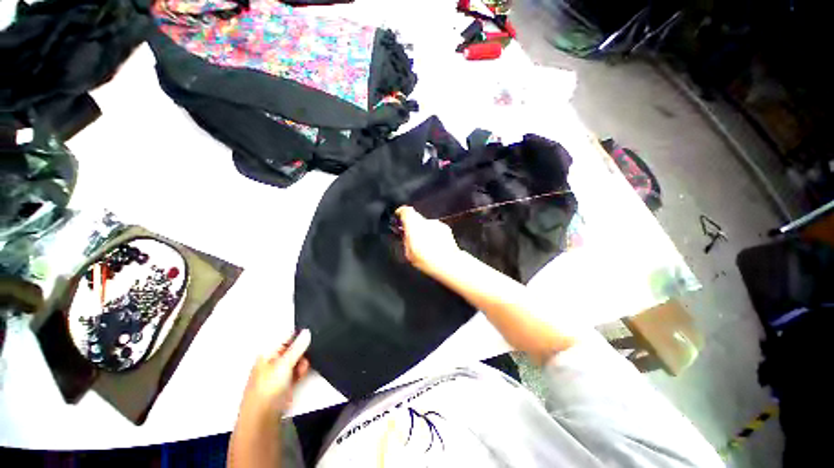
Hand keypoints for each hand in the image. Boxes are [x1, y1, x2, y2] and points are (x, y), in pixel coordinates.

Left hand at [237, 329, 310, 422]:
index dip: (299, 334)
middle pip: (293, 348)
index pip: (286, 337)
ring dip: (302, 362)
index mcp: (268, 353)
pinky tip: (302, 375)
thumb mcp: (284, 364)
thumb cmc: (268, 389)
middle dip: (302, 350)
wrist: (263, 418)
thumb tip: (307, 331)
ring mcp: (279, 372)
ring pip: (297, 360)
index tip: (312, 334)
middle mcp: (273, 360)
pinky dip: (301, 371)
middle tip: (307, 355)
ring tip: (303, 369)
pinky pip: (297, 371)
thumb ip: (297, 347)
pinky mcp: (285, 383)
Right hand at [395, 206, 461, 276]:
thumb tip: (405, 237)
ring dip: (424, 231)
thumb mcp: (408, 253)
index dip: (401, 213)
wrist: (448, 263)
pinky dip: (434, 235)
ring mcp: (437, 224)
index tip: (399, 218)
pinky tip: (434, 246)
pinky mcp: (446, 229)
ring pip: (427, 224)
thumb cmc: (427, 259)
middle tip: (411, 237)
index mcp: (414, 224)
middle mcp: (426, 221)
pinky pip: (436, 229)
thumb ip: (405, 241)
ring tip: (424, 245)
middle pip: (416, 218)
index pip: (405, 211)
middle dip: (413, 226)